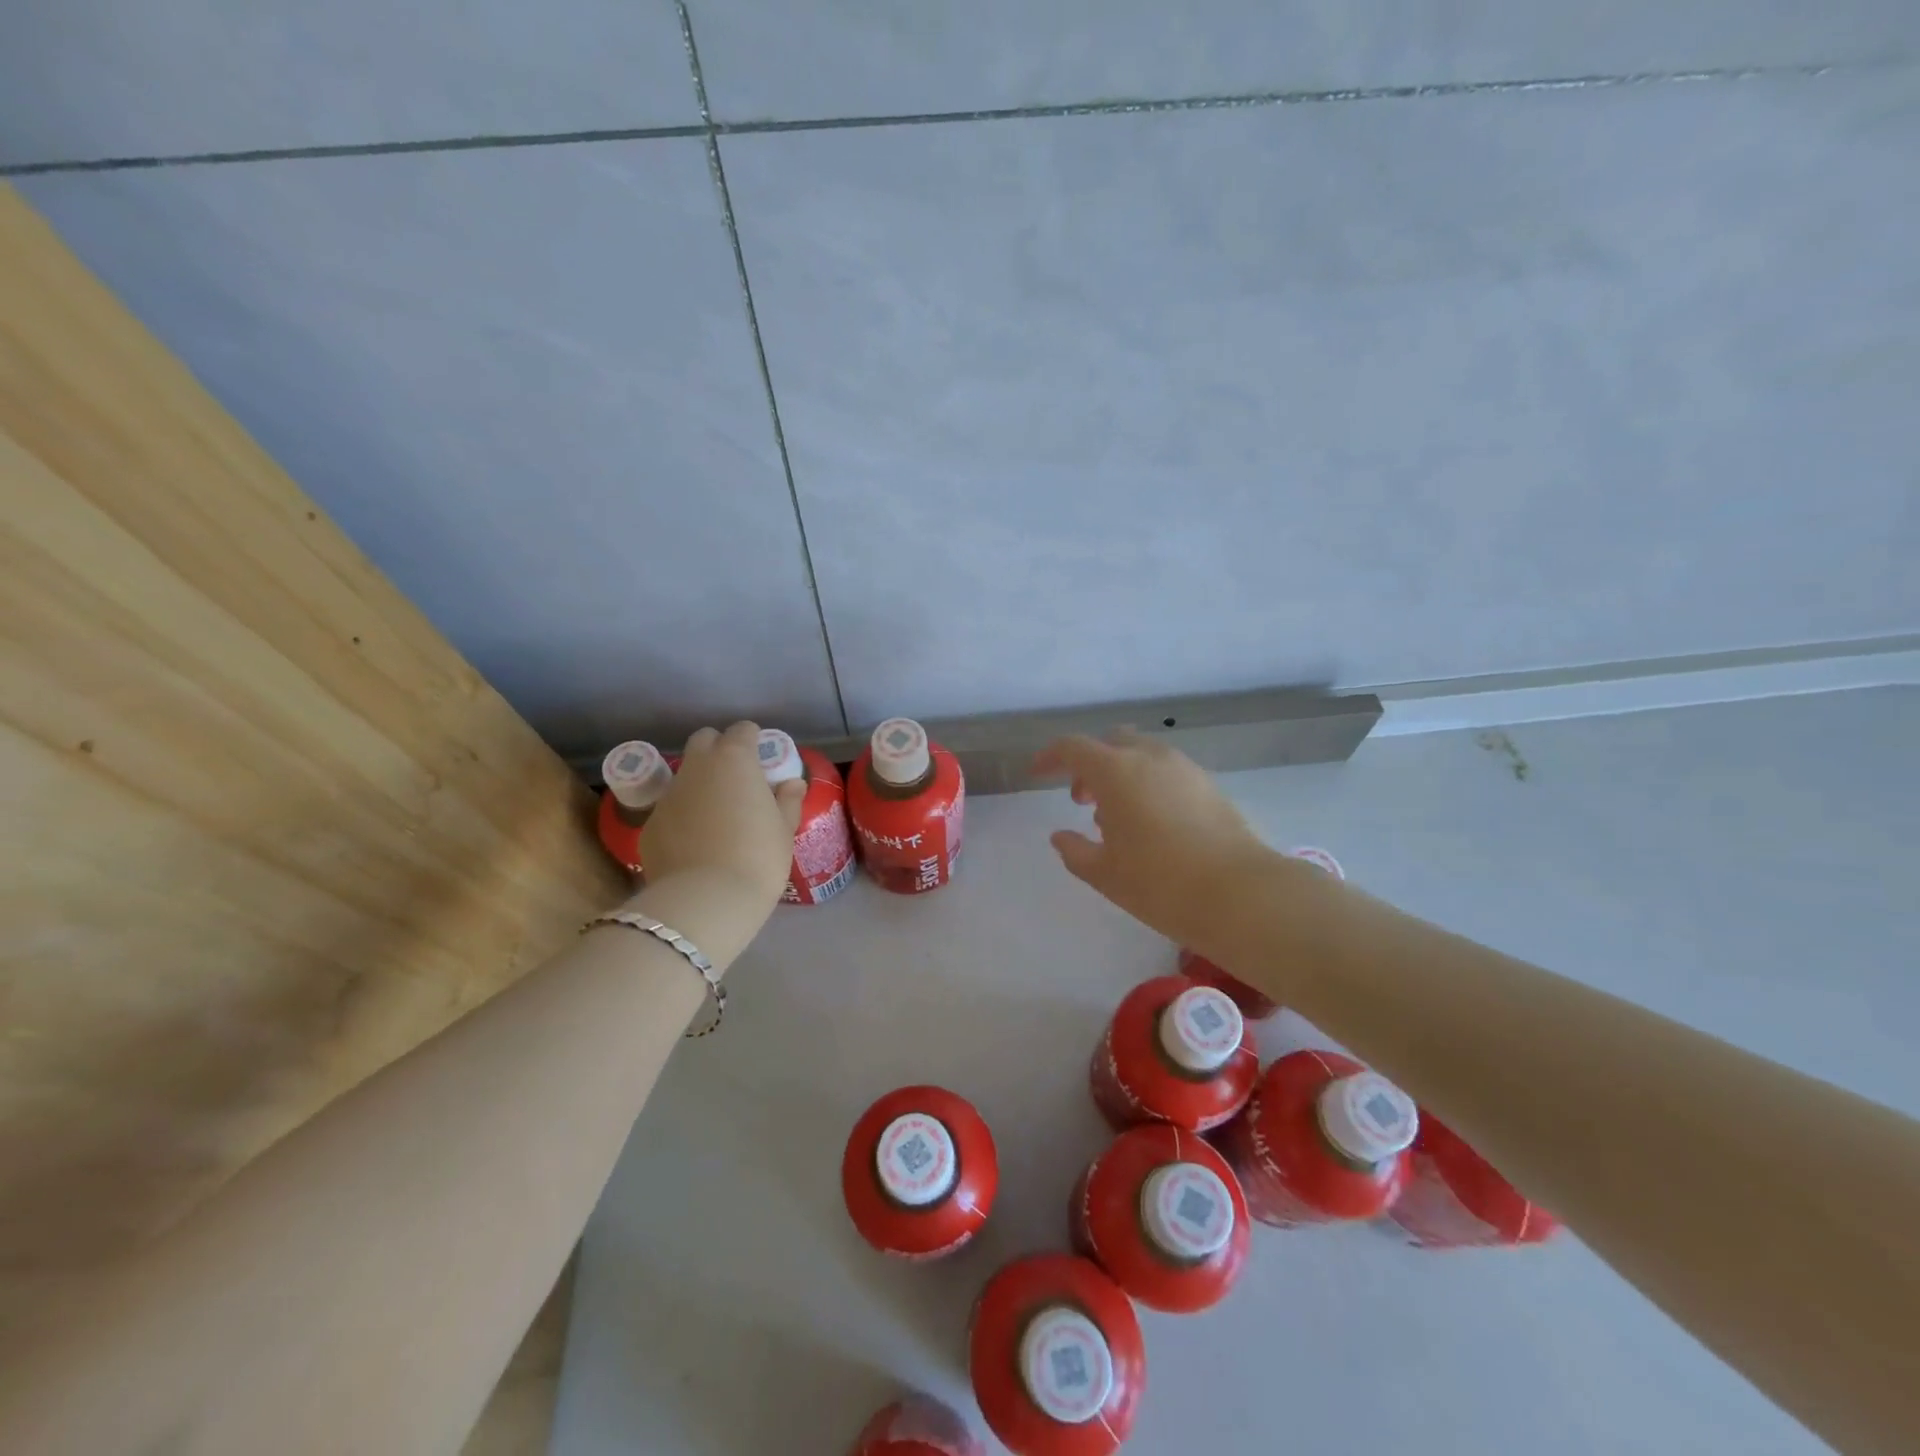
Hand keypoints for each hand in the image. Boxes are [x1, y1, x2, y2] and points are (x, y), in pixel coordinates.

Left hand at [640, 722, 805, 911]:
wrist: (706, 899)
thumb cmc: (758, 857)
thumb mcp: (784, 829)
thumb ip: (788, 800)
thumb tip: (792, 784)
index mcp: (734, 759)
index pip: (742, 730)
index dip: (753, 741)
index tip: (763, 761)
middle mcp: (697, 768)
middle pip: (704, 740)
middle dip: (719, 750)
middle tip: (738, 779)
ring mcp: (668, 795)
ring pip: (684, 775)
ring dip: (700, 784)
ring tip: (717, 816)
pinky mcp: (650, 824)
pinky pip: (670, 810)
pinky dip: (683, 816)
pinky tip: (696, 844)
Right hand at [1034, 731, 1277, 950]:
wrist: (1239, 894)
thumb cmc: (1159, 883)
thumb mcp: (1104, 873)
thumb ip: (1075, 850)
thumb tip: (1060, 836)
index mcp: (1116, 771)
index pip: (1073, 747)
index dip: (1050, 757)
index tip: (1037, 773)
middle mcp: (1150, 757)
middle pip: (1110, 742)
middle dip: (1089, 763)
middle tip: (1081, 799)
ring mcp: (1184, 768)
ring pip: (1141, 754)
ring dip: (1120, 773)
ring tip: (1116, 816)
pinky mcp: (1208, 785)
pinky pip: (1166, 770)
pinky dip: (1147, 782)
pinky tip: (1151, 822)